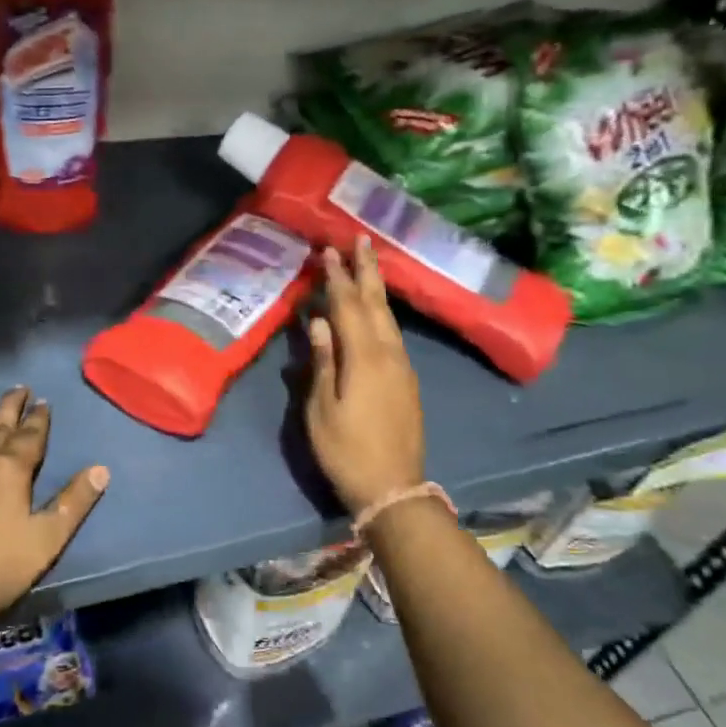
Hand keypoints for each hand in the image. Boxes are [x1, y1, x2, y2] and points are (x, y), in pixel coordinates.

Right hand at [306, 238, 425, 514]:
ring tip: (369, 264)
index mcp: (364, 358)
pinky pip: (393, 334)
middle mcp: (389, 353)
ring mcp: (402, 366)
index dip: (337, 277)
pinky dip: (382, 313)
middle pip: (376, 303)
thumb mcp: (322, 409)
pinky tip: (377, 311)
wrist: (393, 487)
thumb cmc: (346, 451)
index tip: (328, 250)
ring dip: (377, 288)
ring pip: (388, 317)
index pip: (348, 306)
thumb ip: (322, 362)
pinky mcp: (407, 379)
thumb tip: (318, 321)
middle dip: (367, 270)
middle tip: (361, 239)